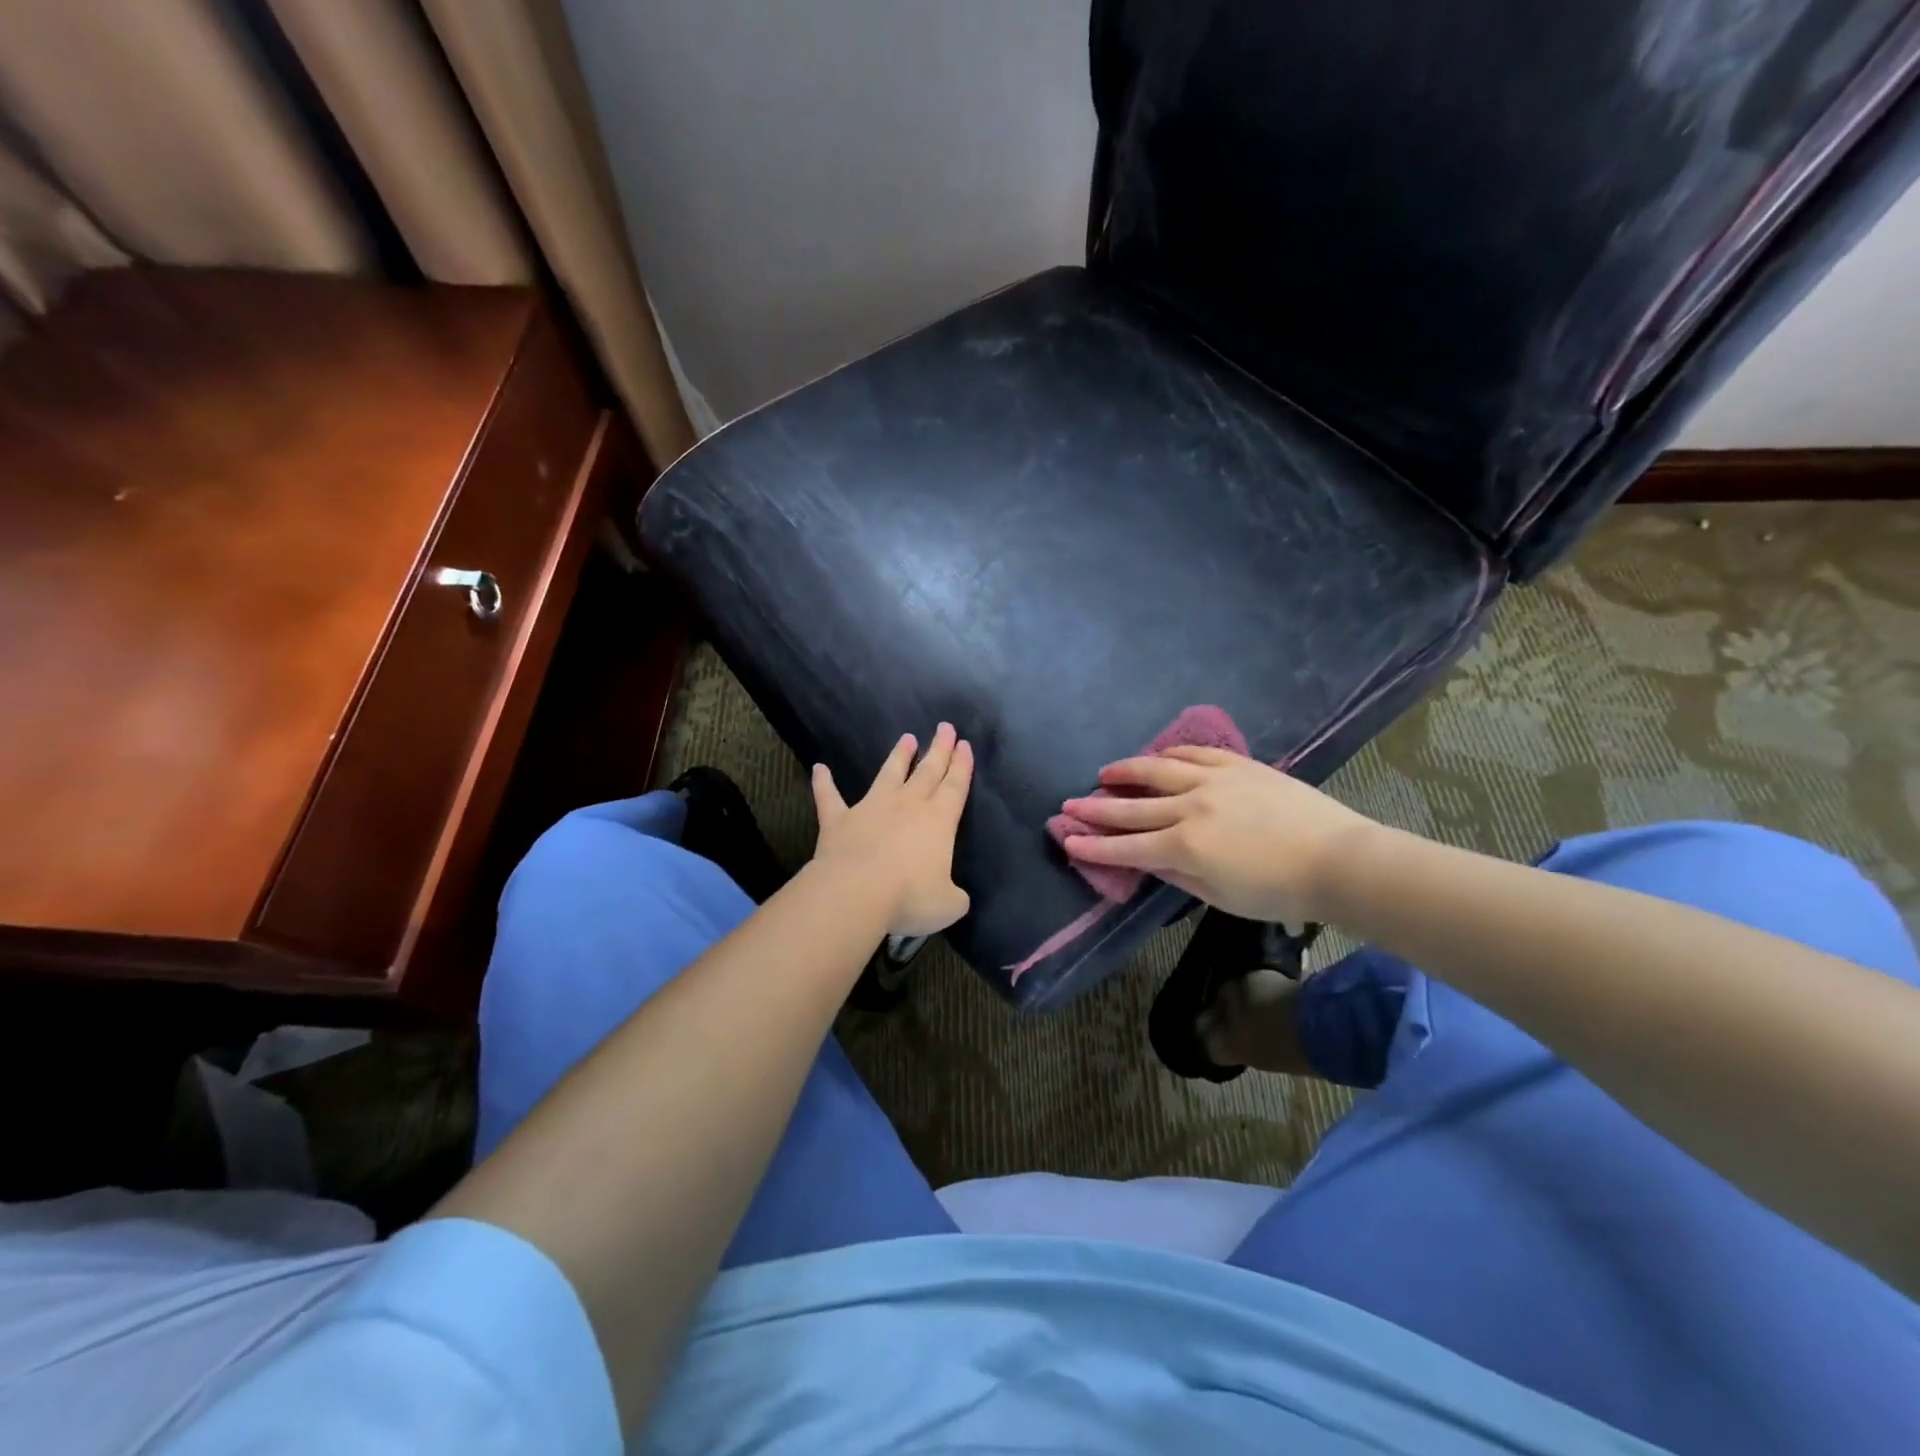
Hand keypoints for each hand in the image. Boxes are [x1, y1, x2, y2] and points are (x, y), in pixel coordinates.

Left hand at [811, 723, 973, 936]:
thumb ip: (954, 897)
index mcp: (939, 821)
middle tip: (945, 727)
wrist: (856, 892)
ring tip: (906, 738)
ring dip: (898, 757)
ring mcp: (871, 808)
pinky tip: (820, 768)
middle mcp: (908, 805)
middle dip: (938, 749)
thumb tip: (955, 898)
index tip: (964, 745)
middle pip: (927, 771)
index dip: (961, 766)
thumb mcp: (947, 905)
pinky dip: (824, 783)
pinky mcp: (839, 820)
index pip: (955, 787)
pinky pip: (830, 797)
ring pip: (888, 775)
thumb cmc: (909, 897)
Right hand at [1060, 747, 1376, 924]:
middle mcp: (1190, 808)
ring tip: (1105, 773)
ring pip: (1157, 771)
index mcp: (1185, 847)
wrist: (1337, 859)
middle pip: (1132, 807)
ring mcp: (1213, 781)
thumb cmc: (1278, 891)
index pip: (1126, 847)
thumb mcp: (1220, 896)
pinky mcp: (1237, 766)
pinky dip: (1170, 755)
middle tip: (1069, 804)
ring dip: (1126, 771)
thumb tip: (1147, 861)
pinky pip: (1194, 754)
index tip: (1067, 840)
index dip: (1093, 845)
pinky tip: (1158, 757)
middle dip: (1096, 807)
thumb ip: (1178, 876)